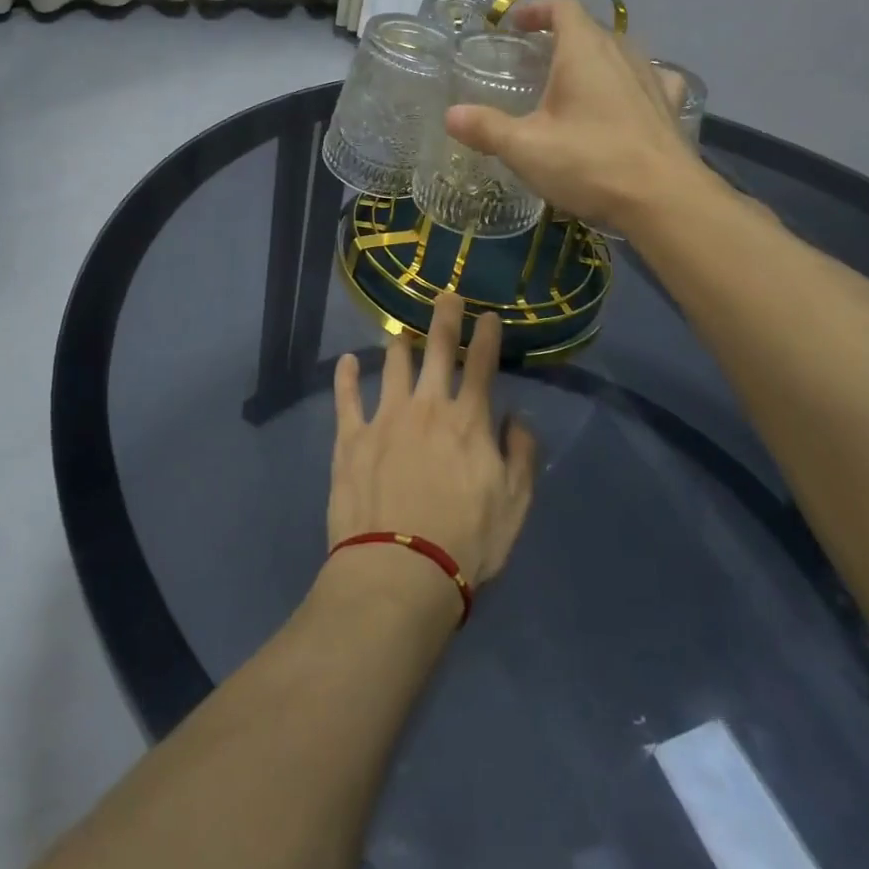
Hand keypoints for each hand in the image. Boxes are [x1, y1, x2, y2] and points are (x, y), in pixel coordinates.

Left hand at [328, 294, 537, 587]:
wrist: (399, 573)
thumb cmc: (466, 543)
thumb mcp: (515, 505)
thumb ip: (522, 455)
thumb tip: (516, 418)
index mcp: (468, 420)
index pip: (481, 365)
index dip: (486, 336)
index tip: (488, 315)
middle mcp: (427, 406)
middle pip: (438, 350)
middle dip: (445, 318)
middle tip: (446, 295)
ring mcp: (385, 417)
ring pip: (393, 365)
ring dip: (399, 344)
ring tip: (400, 332)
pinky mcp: (351, 437)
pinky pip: (346, 396)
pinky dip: (346, 376)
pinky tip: (347, 361)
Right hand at [444, 0, 718, 232]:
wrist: (663, 199)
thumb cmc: (589, 163)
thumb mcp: (525, 148)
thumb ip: (486, 128)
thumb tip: (451, 115)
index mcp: (584, 51)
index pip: (563, 8)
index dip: (537, 10)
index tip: (515, 25)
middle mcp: (622, 54)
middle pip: (591, 29)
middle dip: (561, 37)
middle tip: (535, 60)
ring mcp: (652, 79)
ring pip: (620, 53)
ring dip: (595, 59)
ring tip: (573, 83)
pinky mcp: (670, 107)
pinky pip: (649, 80)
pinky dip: (631, 83)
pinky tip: (624, 102)